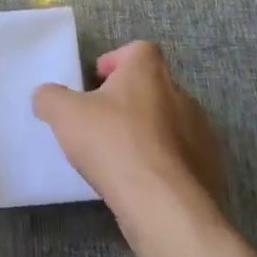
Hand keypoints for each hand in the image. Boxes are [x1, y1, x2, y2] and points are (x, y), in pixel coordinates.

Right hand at [33, 41, 223, 224]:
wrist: (166, 207)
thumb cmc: (114, 144)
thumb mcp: (65, 115)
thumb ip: (50, 97)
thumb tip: (45, 96)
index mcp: (148, 71)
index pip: (138, 50)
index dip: (116, 62)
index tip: (96, 84)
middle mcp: (180, 93)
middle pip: (152, 86)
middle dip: (129, 100)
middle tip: (102, 122)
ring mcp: (201, 132)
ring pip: (169, 122)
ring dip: (148, 132)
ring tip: (122, 157)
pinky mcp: (211, 168)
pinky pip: (183, 156)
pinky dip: (165, 163)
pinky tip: (144, 182)